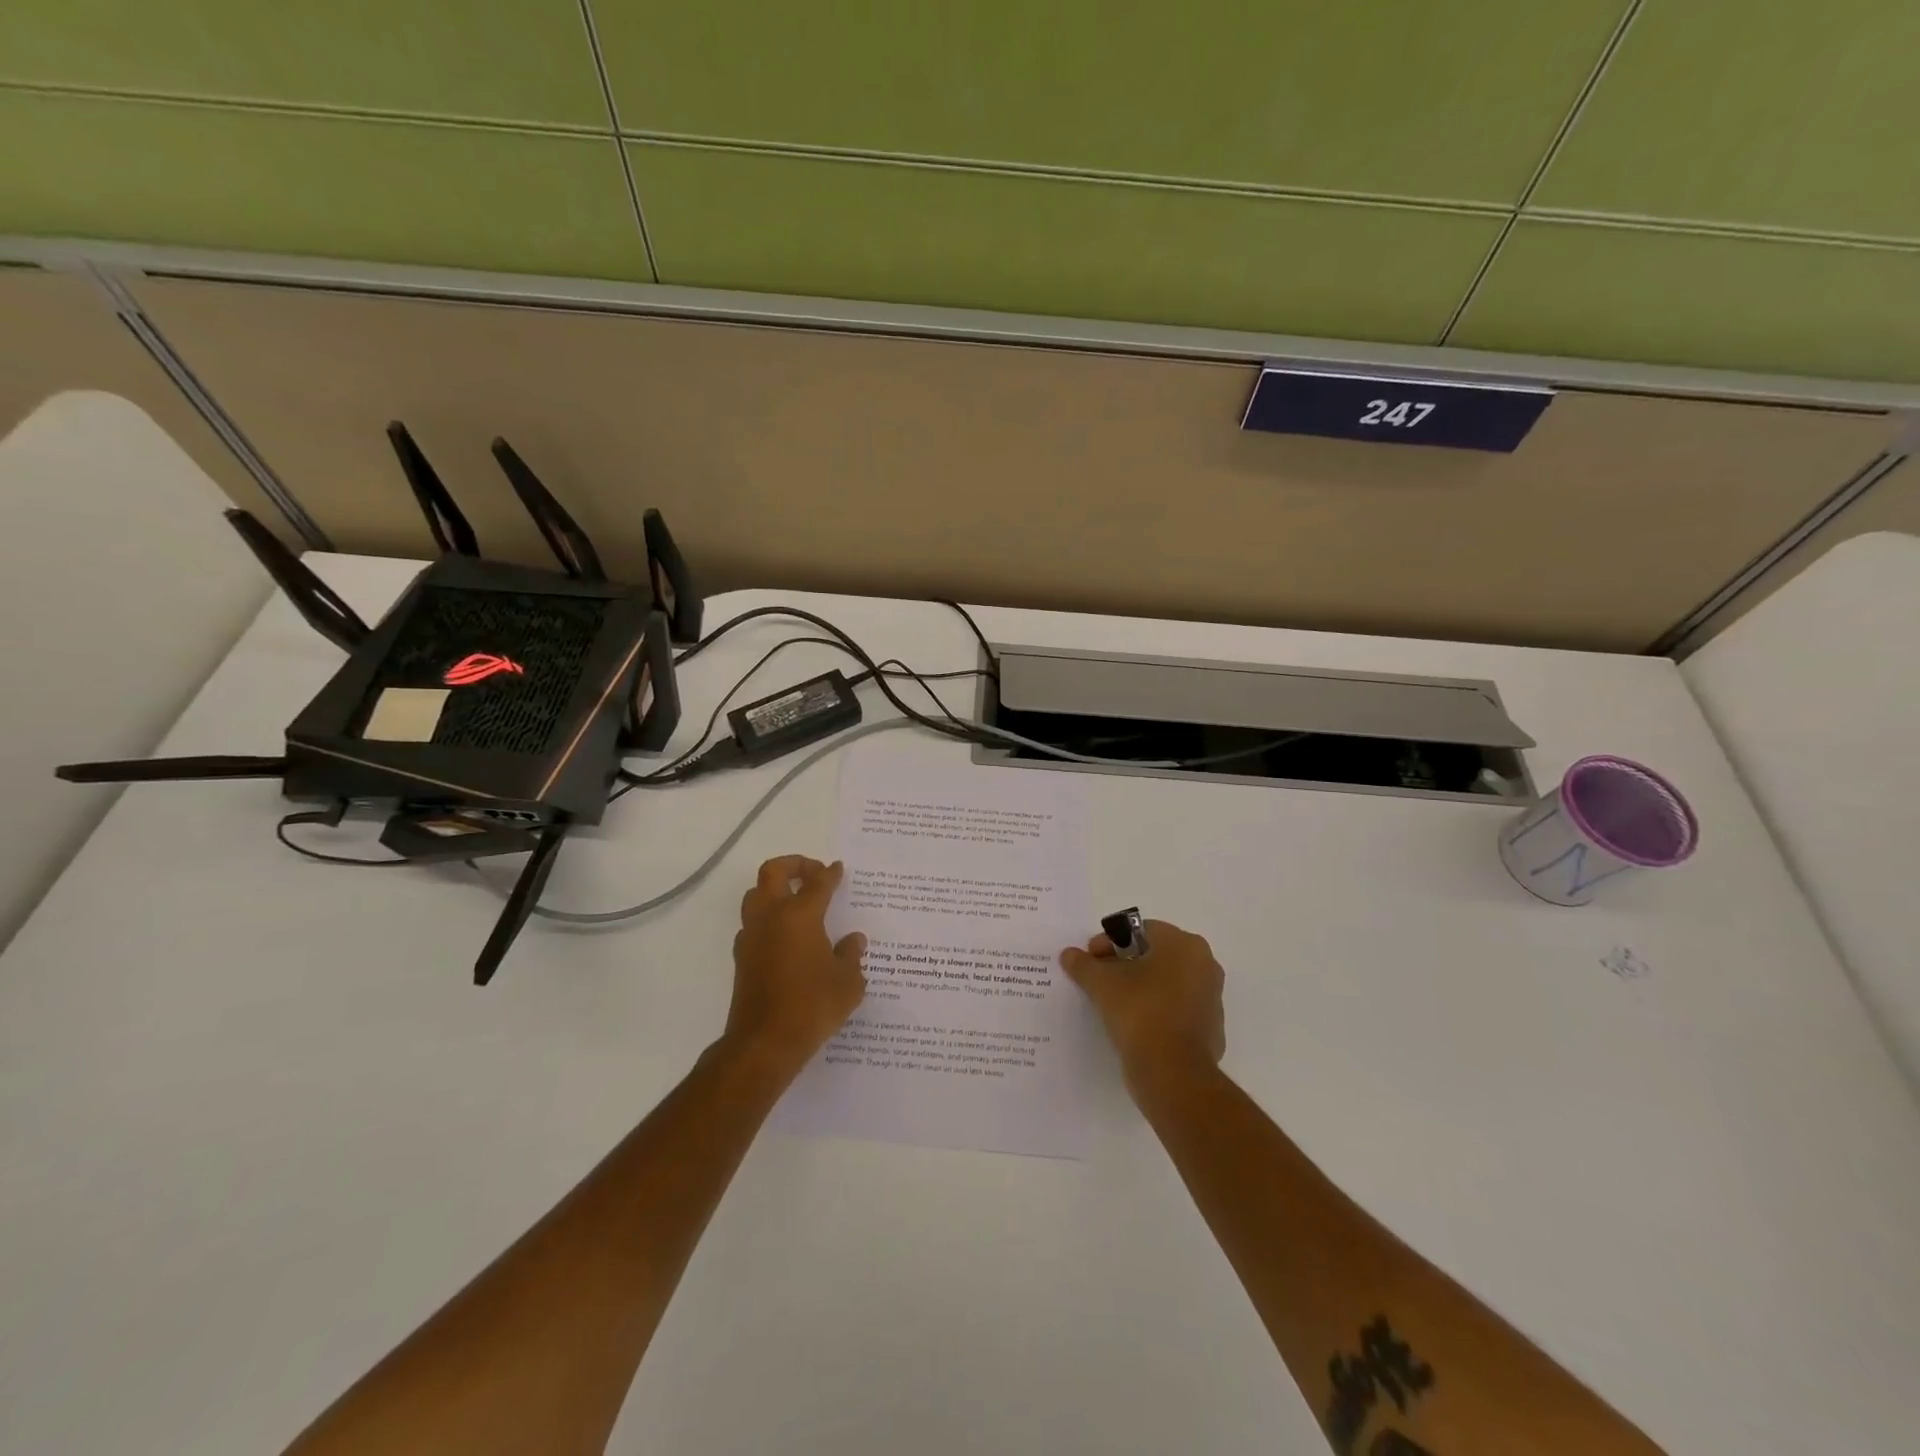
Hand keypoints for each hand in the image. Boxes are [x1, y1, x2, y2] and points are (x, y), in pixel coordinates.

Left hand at [721, 856, 866, 1079]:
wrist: (764, 1043)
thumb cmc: (812, 1006)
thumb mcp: (848, 982)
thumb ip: (851, 955)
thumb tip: (853, 940)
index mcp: (800, 915)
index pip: (817, 883)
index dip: (830, 873)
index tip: (838, 869)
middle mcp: (771, 917)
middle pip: (773, 872)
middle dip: (794, 864)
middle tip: (813, 872)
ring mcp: (751, 936)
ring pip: (755, 894)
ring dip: (774, 889)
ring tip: (796, 899)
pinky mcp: (742, 957)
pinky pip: (753, 923)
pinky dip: (768, 917)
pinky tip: (786, 935)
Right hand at [1060, 920, 1224, 1095]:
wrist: (1172, 1073)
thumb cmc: (1139, 1012)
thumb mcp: (1101, 983)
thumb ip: (1084, 964)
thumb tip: (1069, 955)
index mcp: (1184, 944)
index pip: (1141, 931)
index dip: (1110, 942)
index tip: (1091, 960)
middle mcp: (1204, 965)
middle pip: (1155, 954)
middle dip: (1125, 963)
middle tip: (1099, 979)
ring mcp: (1211, 999)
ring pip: (1167, 982)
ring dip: (1140, 987)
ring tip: (1113, 1003)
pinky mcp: (1210, 1029)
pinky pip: (1176, 1010)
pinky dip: (1155, 1011)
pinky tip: (1134, 1025)